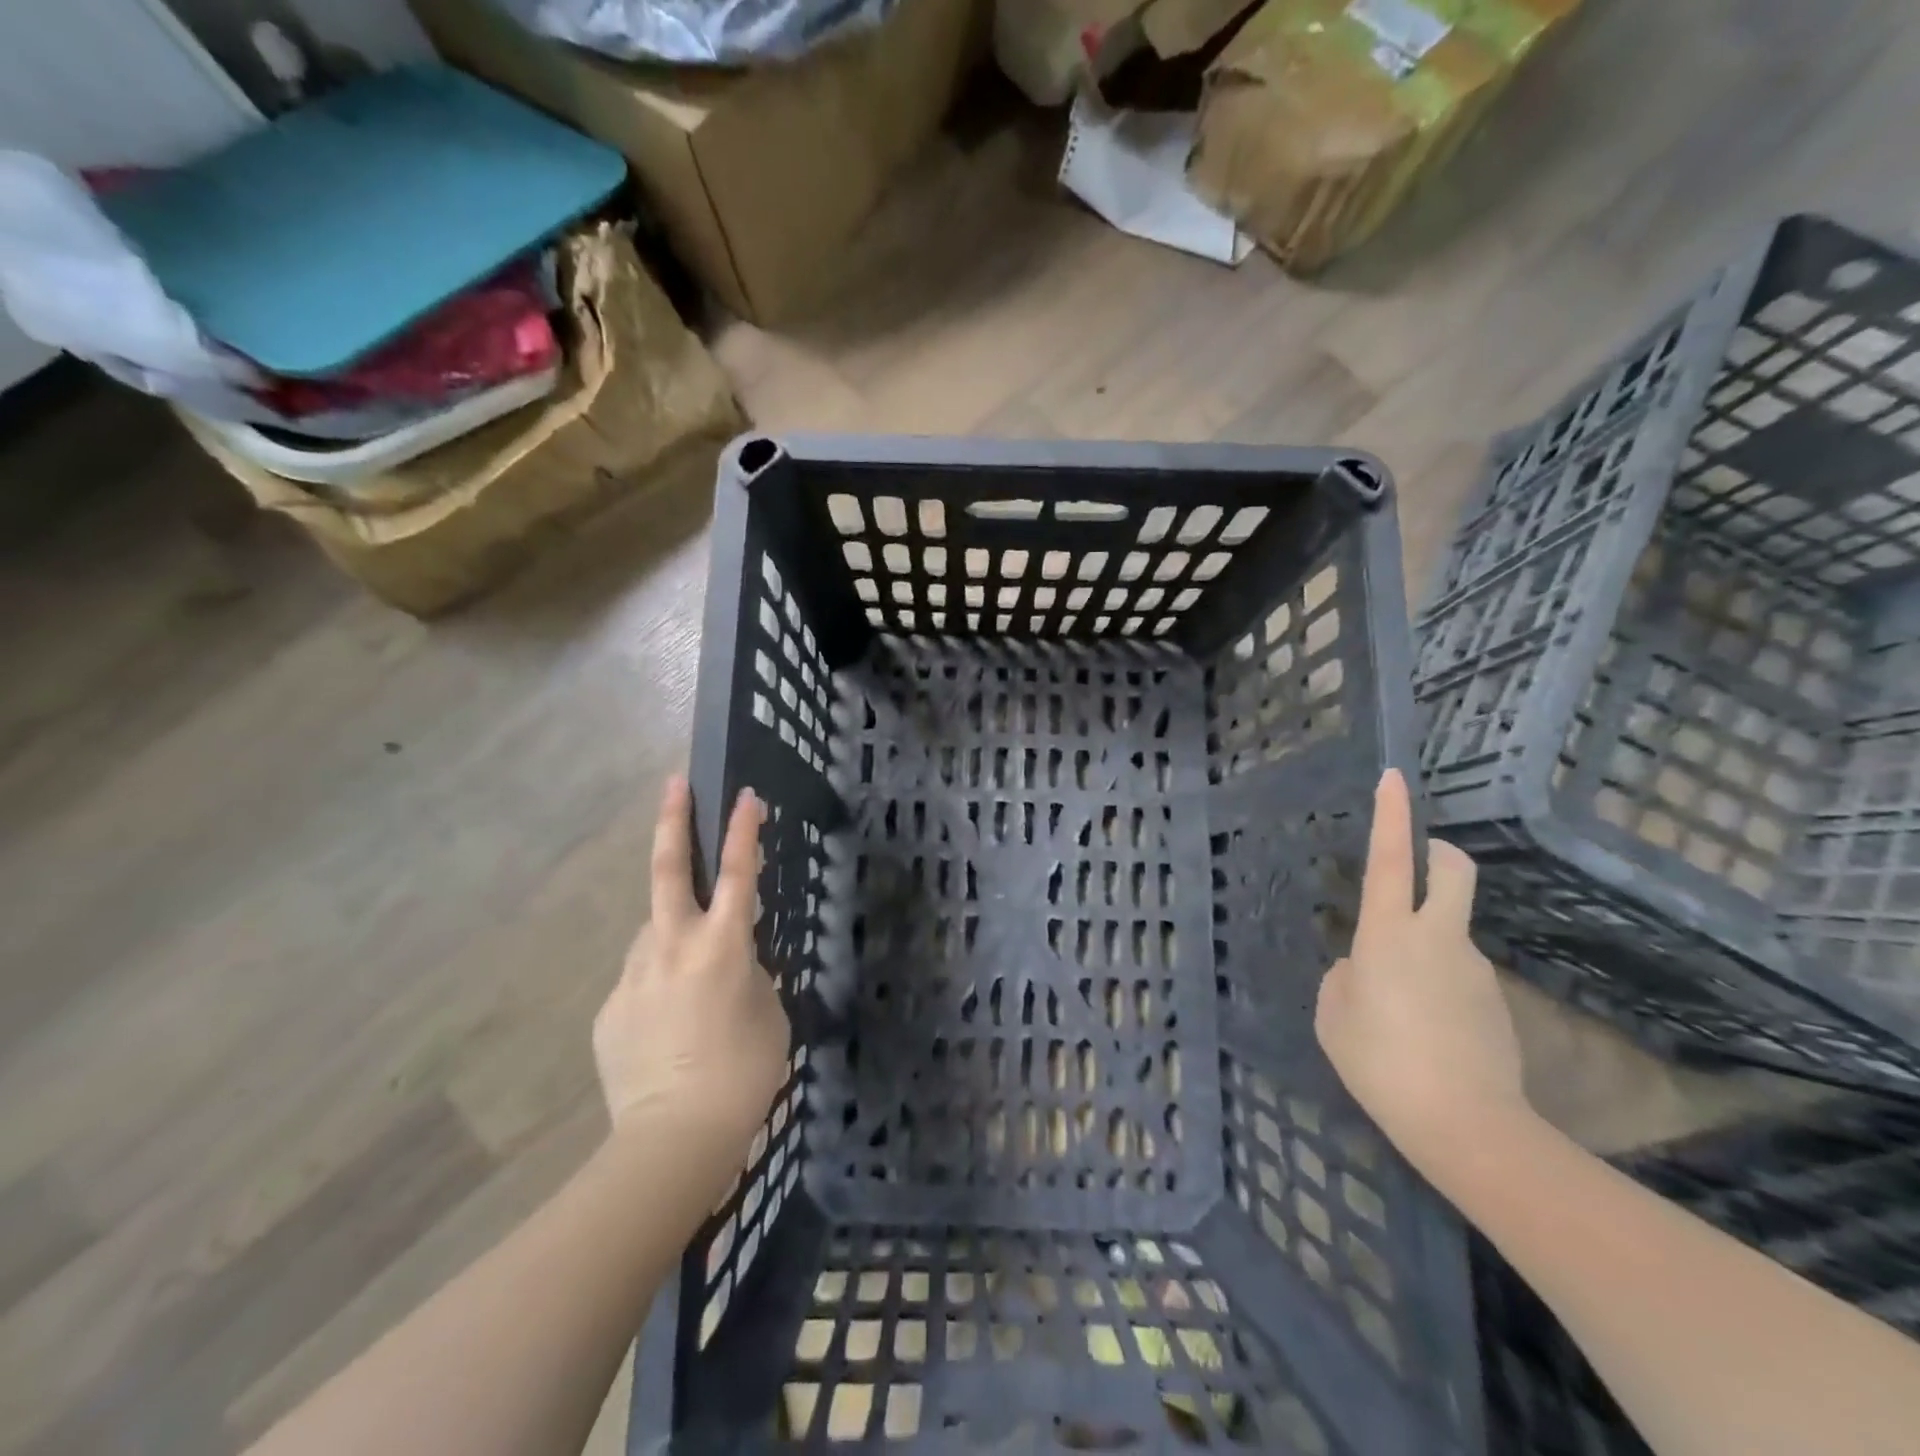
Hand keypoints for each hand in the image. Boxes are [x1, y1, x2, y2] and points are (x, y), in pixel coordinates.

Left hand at [594, 776, 790, 1160]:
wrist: (672, 1141)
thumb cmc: (742, 1075)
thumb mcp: (769, 1015)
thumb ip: (750, 975)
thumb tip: (730, 963)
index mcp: (723, 947)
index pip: (740, 875)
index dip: (743, 831)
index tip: (745, 795)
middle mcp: (672, 948)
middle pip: (669, 872)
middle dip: (673, 823)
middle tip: (673, 785)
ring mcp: (633, 976)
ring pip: (654, 934)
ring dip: (673, 937)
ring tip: (694, 983)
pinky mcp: (610, 1009)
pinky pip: (641, 982)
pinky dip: (659, 990)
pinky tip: (671, 1030)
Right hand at [1315, 769, 1530, 1179]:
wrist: (1467, 1125)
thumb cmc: (1380, 1060)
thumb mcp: (1333, 1014)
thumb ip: (1344, 977)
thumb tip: (1363, 969)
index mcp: (1390, 933)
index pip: (1393, 858)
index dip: (1393, 815)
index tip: (1394, 777)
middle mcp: (1439, 937)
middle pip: (1453, 871)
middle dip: (1439, 852)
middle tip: (1418, 862)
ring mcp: (1474, 969)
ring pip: (1446, 933)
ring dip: (1421, 945)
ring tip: (1394, 1008)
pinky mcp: (1494, 1002)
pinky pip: (1455, 976)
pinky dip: (1434, 986)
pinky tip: (1421, 1033)